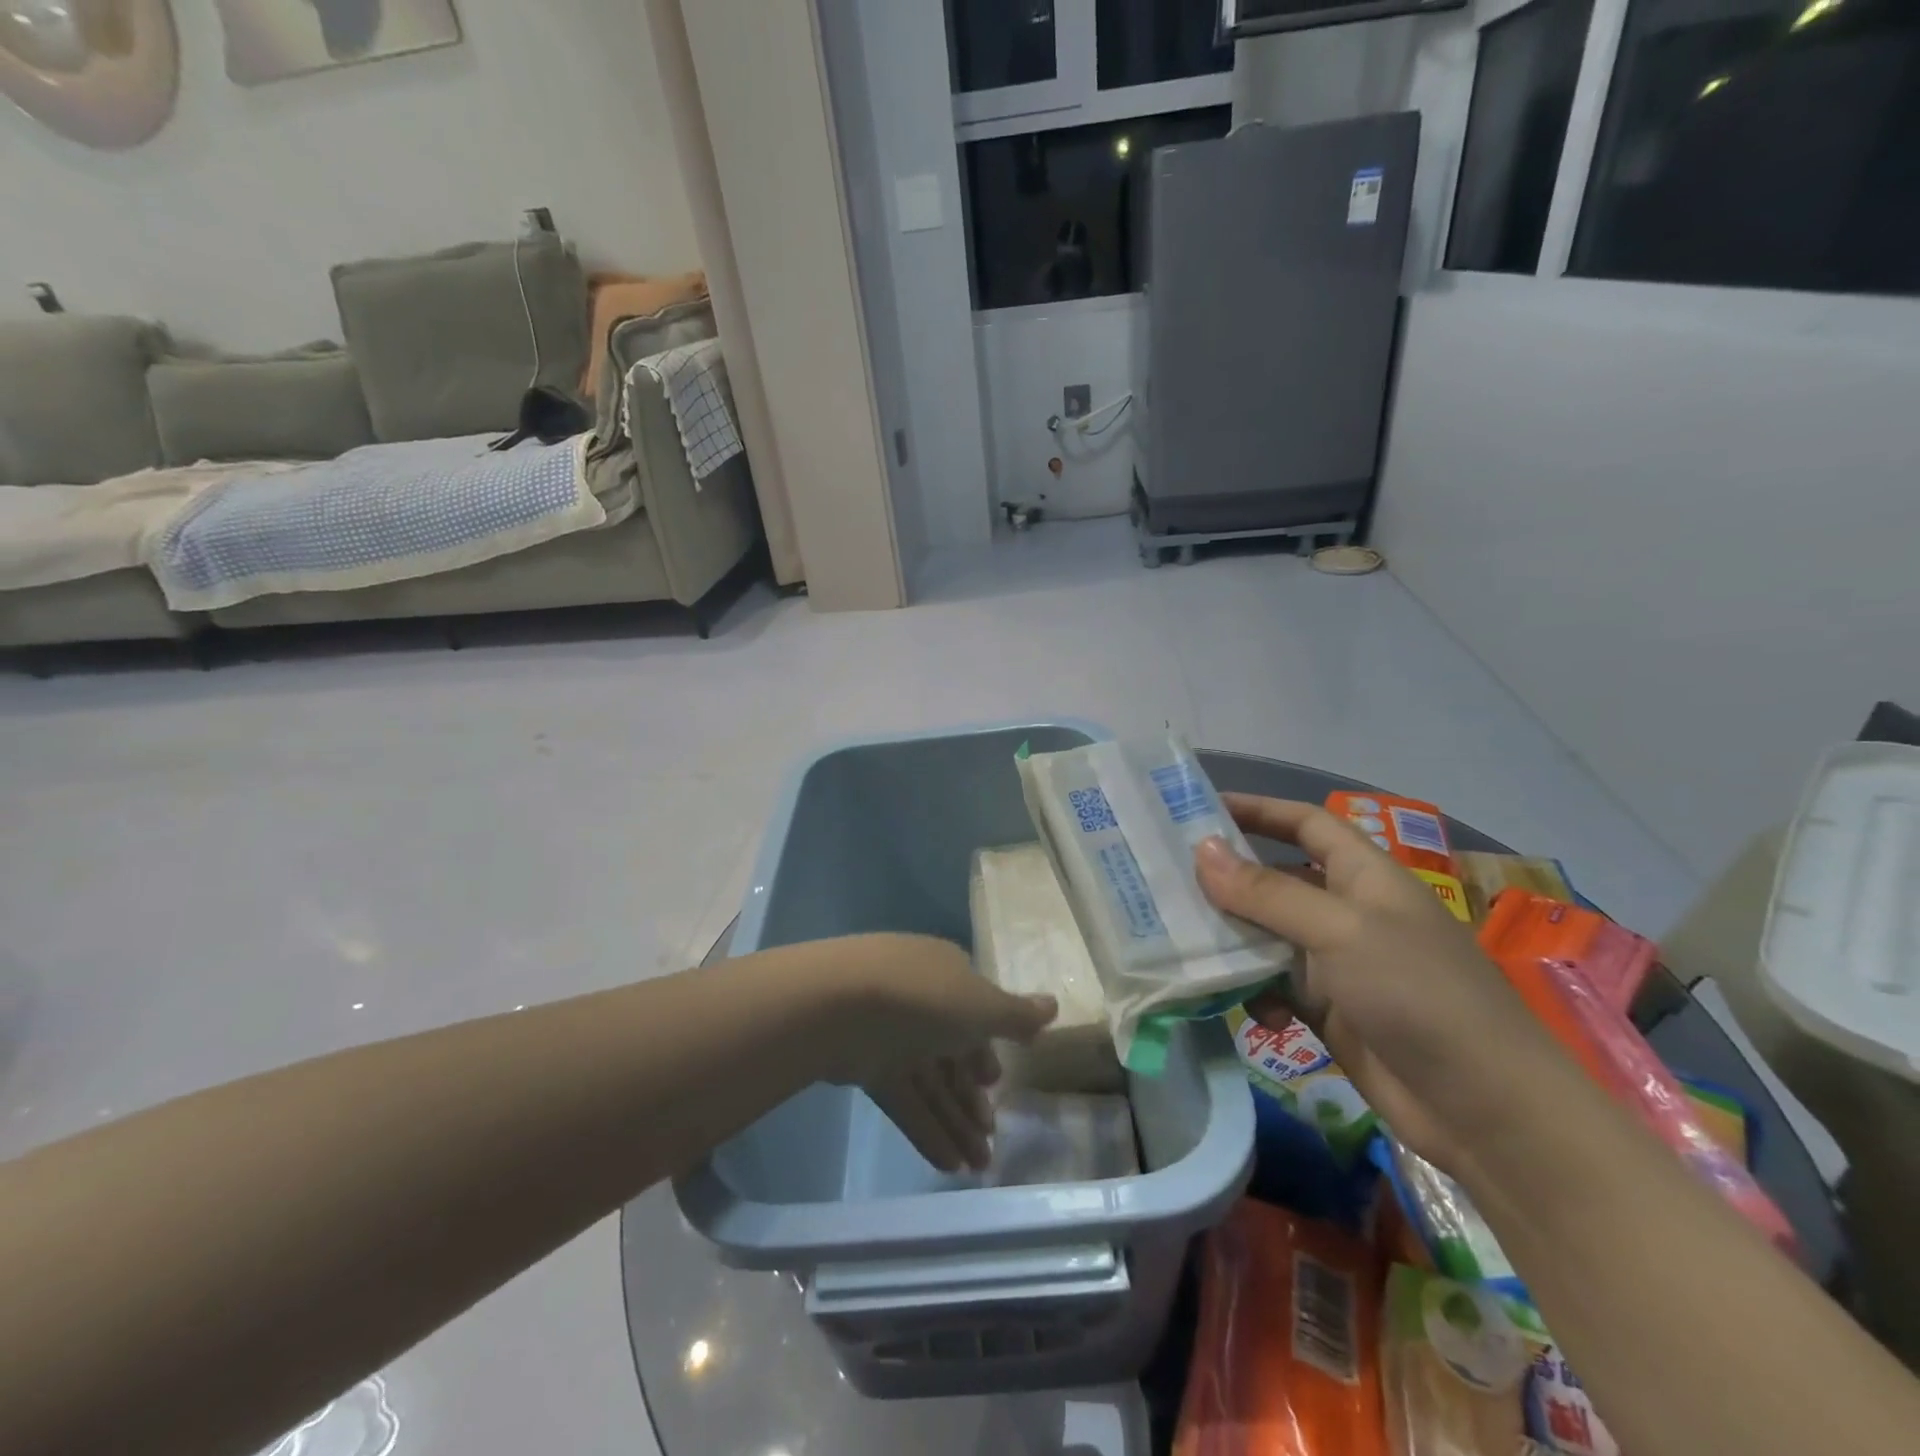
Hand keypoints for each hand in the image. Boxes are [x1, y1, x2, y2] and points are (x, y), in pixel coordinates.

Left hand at [817, 935, 1056, 1173]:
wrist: (841, 1005)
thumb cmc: (924, 997)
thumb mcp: (982, 1005)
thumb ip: (1017, 1015)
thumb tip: (1054, 1006)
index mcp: (948, 976)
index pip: (974, 1014)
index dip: (988, 1050)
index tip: (998, 1084)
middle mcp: (921, 1002)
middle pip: (953, 1054)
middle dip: (973, 1097)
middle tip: (993, 1138)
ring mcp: (892, 1034)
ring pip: (931, 1081)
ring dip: (955, 1121)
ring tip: (980, 1167)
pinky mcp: (868, 1065)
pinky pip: (905, 1099)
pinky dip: (927, 1129)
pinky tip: (950, 1165)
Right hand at [1194, 796, 1560, 1172]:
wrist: (1487, 1112)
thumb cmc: (1419, 995)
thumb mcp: (1340, 931)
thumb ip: (1267, 892)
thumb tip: (1201, 849)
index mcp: (1364, 876)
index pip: (1305, 824)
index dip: (1258, 810)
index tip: (1199, 809)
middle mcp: (1347, 912)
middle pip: (1276, 880)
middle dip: (1227, 878)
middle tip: (1164, 877)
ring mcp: (1337, 964)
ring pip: (1267, 935)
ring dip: (1229, 937)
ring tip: (1176, 937)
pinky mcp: (1329, 1011)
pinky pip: (1273, 985)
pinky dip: (1249, 989)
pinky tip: (1230, 1002)